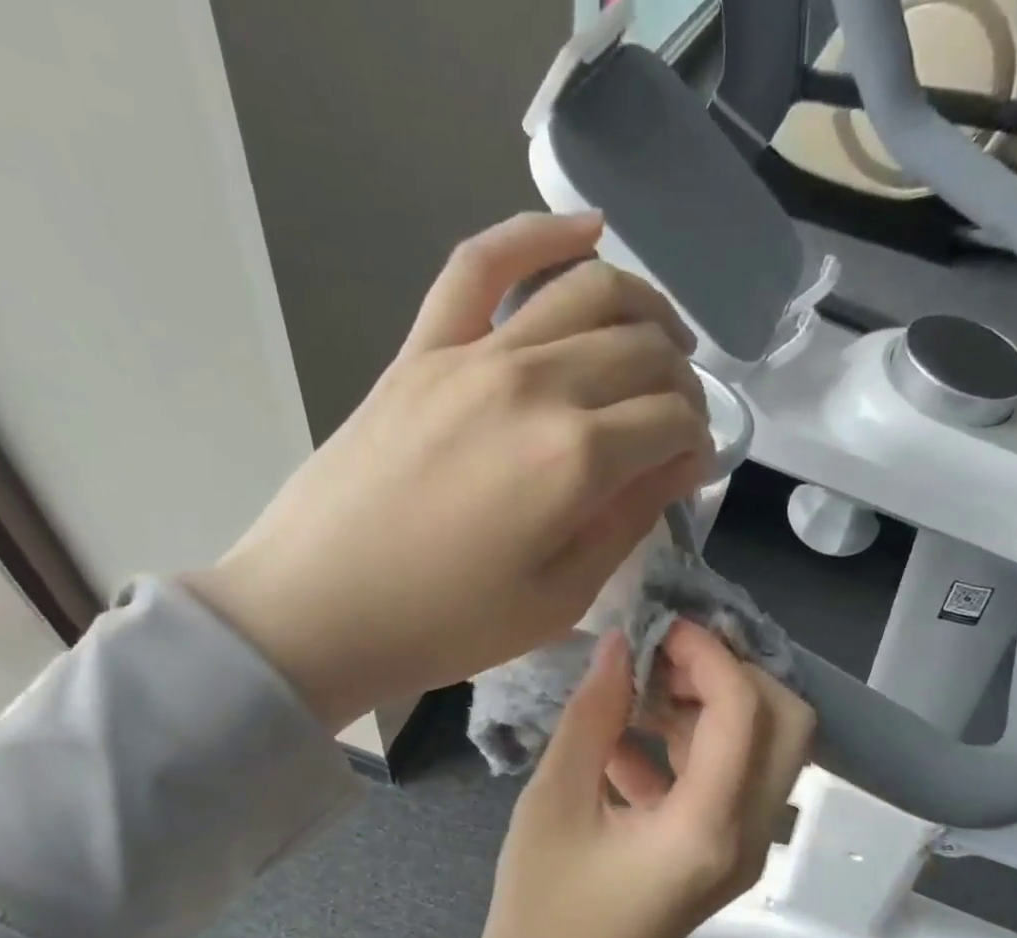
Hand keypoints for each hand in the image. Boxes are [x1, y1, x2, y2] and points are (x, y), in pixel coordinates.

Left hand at [188, 212, 712, 729]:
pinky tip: (586, 231)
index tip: (693, 468)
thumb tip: (678, 464)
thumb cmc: (447, 627)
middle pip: (642, 349)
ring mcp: (474, 354)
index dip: (698, 441)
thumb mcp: (560, 599)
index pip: (672, 419)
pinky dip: (539, 233)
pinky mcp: (422, 348)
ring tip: (660, 340)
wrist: (318, 611)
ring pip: (587, 291)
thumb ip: (628, 521)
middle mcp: (537, 384)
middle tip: (677, 420)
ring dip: (644, 308)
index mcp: (576, 459)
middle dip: (681, 382)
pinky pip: (483, 262)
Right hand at [480, 622, 813, 937]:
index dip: (708, 654)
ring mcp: (746, 847)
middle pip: (786, 723)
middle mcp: (749, 834)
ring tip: (637, 694)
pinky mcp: (726, 852)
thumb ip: (593, 716)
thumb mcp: (554, 804)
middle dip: (733, 675)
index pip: (744, 710)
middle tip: (664, 660)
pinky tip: (625, 745)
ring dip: (711, 708)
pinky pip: (732, 778)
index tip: (660, 628)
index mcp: (707, 827)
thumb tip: (620, 644)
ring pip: (766, 748)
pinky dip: (693, 747)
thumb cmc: (543, 914)